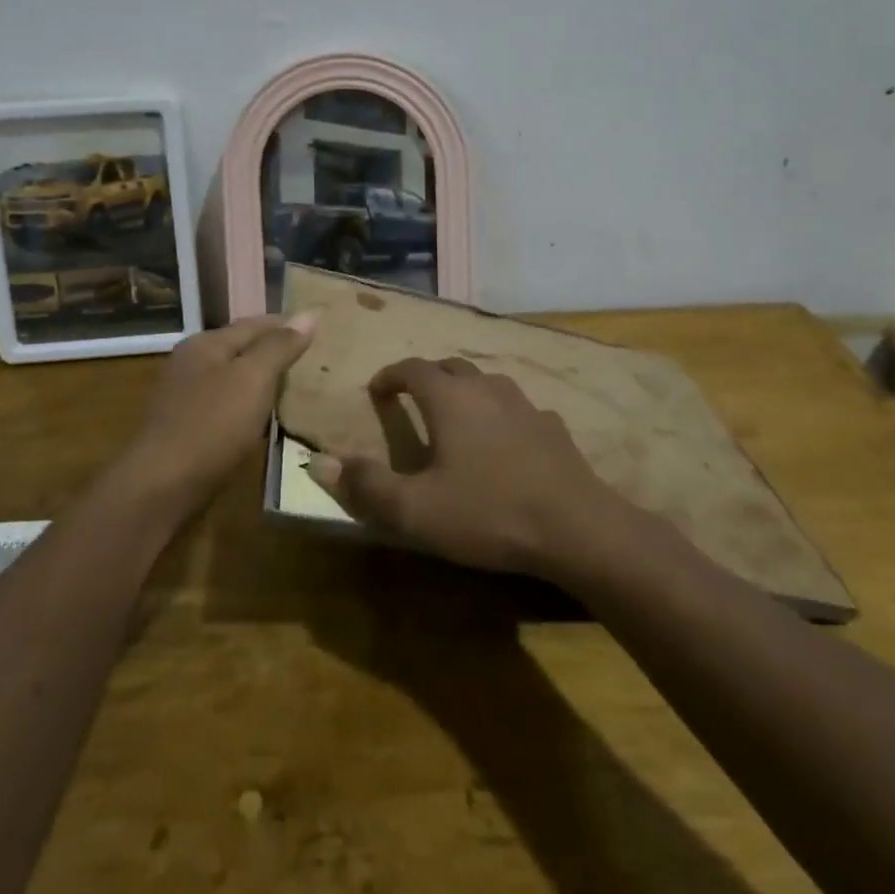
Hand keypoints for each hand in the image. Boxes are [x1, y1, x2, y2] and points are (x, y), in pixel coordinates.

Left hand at [116, 312, 317, 521]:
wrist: (160, 489)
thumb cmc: (211, 426)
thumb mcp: (252, 379)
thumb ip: (280, 346)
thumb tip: (309, 314)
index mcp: (206, 343)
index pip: (256, 323)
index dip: (288, 325)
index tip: (322, 330)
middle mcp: (192, 363)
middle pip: (243, 349)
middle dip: (276, 353)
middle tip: (316, 361)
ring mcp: (186, 397)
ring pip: (235, 380)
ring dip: (264, 382)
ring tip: (300, 389)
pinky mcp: (187, 429)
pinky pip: (228, 407)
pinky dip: (250, 408)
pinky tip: (267, 420)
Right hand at [305, 357, 615, 576]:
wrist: (576, 527)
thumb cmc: (488, 512)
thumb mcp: (416, 510)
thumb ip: (366, 486)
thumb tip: (318, 462)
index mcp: (449, 398)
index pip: (411, 369)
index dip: (390, 375)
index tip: (377, 390)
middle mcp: (485, 388)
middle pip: (449, 367)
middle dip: (426, 377)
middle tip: (412, 398)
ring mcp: (524, 403)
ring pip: (486, 382)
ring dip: (464, 391)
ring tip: (455, 417)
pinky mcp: (552, 425)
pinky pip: (516, 408)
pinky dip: (499, 415)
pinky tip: (504, 442)